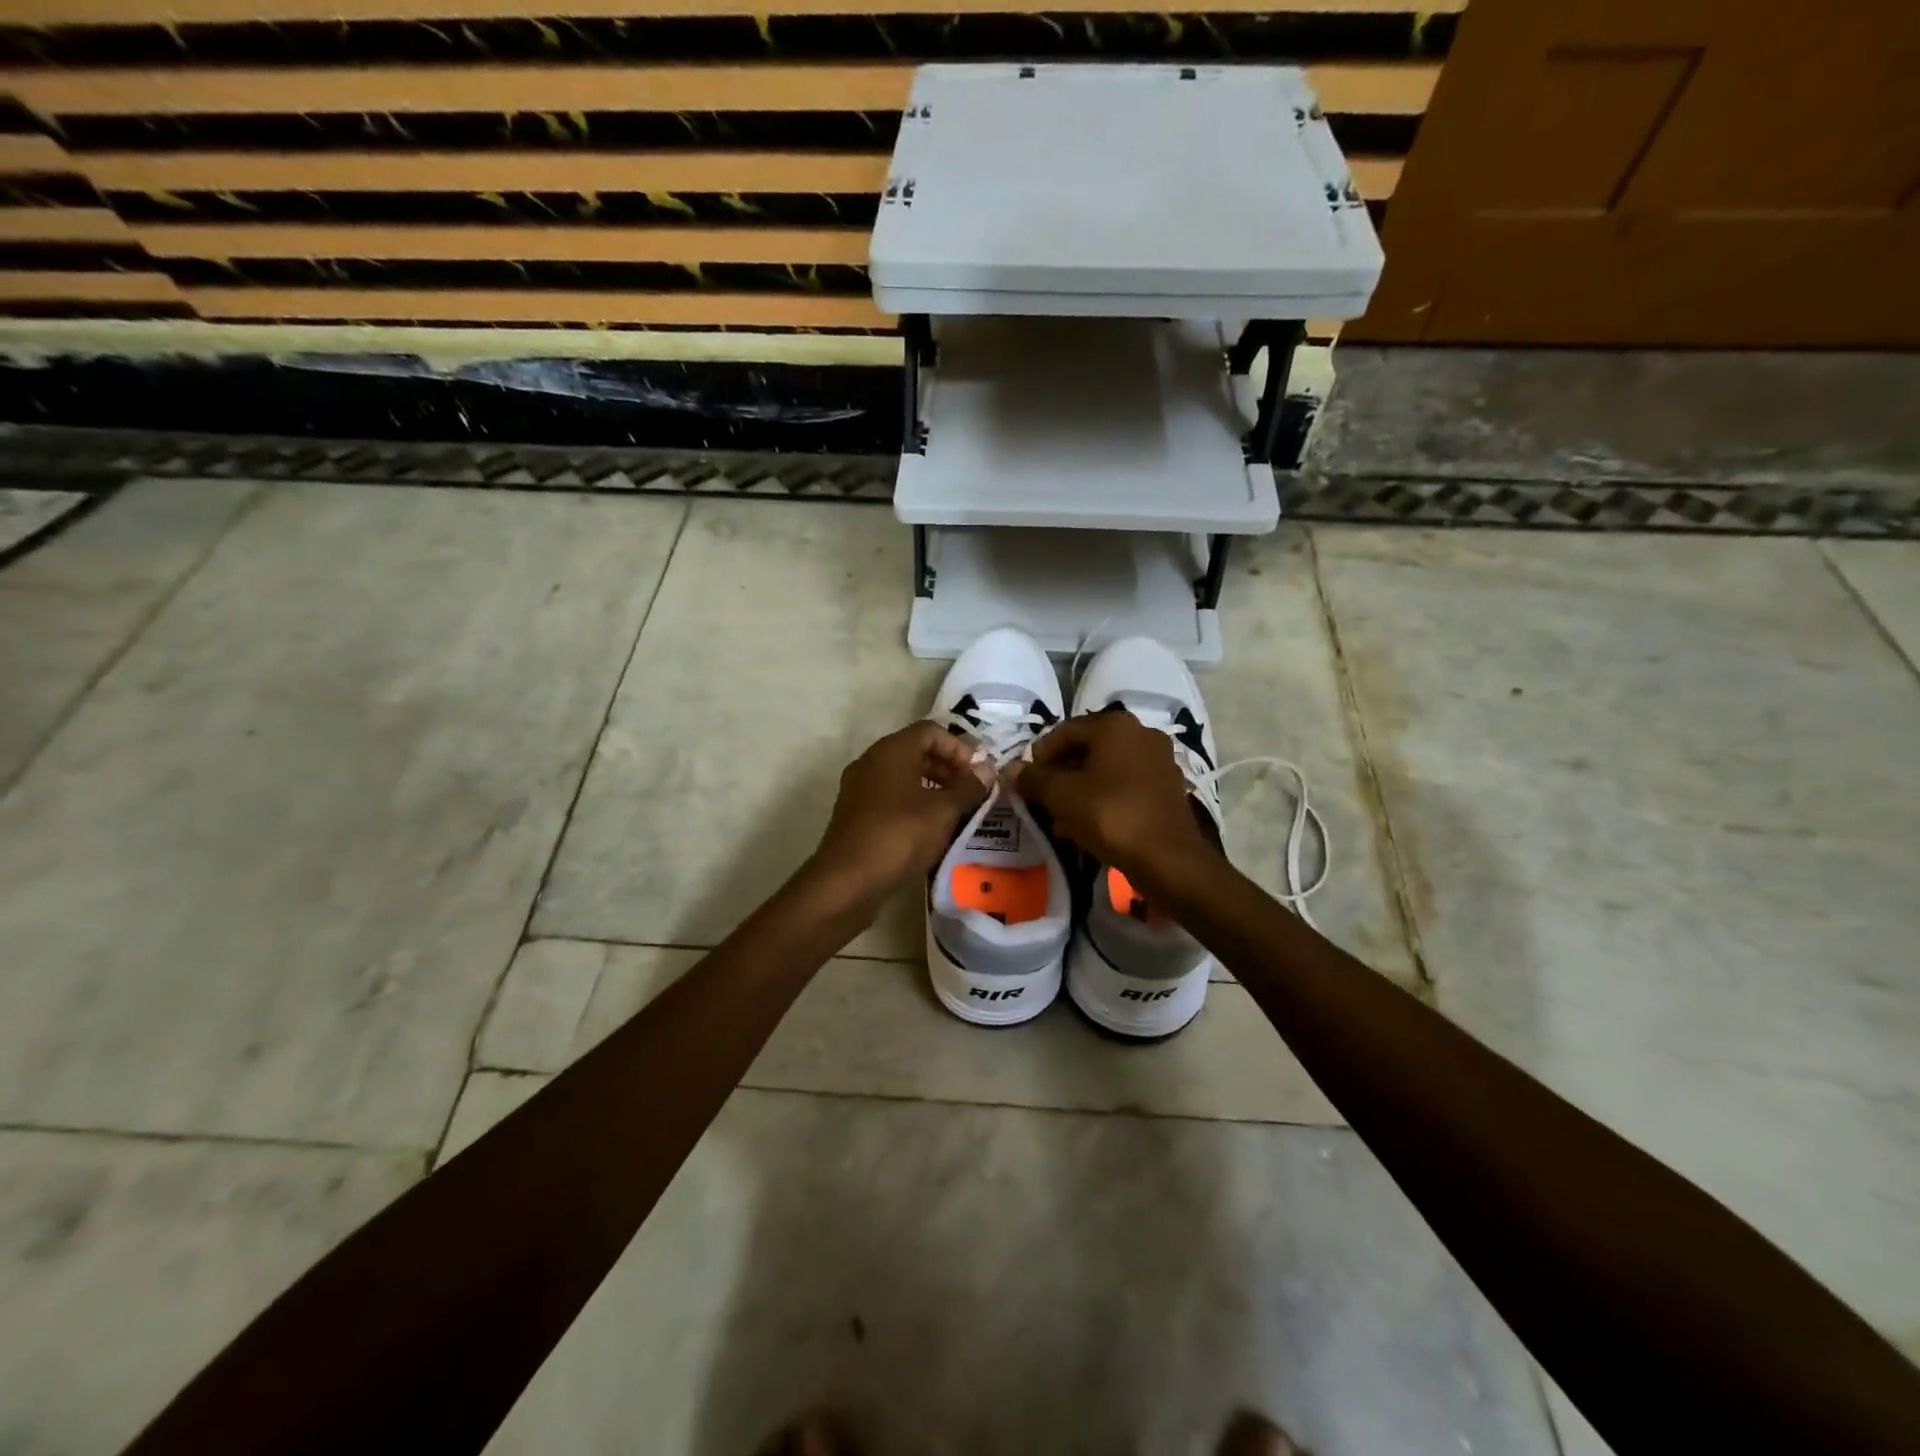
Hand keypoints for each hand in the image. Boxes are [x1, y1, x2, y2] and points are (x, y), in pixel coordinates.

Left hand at [805, 722, 991, 911]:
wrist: (847, 881)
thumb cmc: (899, 836)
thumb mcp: (943, 811)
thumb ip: (968, 787)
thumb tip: (987, 770)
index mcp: (891, 750)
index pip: (931, 731)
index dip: (960, 748)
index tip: (979, 774)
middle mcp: (872, 762)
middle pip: (917, 752)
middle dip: (949, 769)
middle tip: (973, 793)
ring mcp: (860, 789)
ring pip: (904, 777)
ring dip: (934, 789)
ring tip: (958, 813)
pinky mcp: (857, 815)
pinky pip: (892, 798)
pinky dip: (915, 805)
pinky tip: (932, 830)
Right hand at [1008, 712, 1220, 891]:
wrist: (1168, 858)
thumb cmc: (1110, 815)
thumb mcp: (1061, 796)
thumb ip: (1033, 779)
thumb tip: (1011, 769)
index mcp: (1115, 725)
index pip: (1064, 731)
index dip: (1040, 756)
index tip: (1027, 782)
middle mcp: (1141, 733)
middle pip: (1087, 749)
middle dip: (1060, 775)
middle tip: (1042, 801)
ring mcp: (1159, 760)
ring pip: (1106, 770)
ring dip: (1080, 790)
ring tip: (1061, 819)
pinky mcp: (1168, 787)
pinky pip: (1125, 785)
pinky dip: (1104, 799)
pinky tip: (1088, 826)